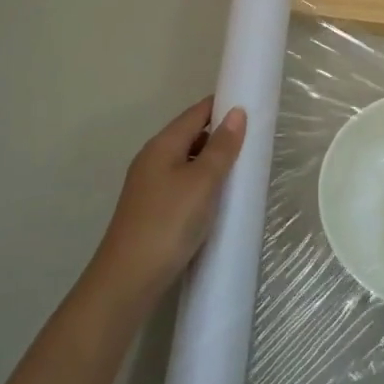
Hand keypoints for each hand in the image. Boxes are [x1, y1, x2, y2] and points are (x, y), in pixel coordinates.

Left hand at [86, 97, 246, 312]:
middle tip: (255, 138)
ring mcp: (150, 186)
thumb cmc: (169, 223)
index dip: (221, 105)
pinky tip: (220, 197)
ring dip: (212, 160)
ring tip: (243, 167)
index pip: (195, 113)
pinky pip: (184, 184)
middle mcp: (153, 160)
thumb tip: (236, 112)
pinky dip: (204, 182)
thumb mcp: (202, 182)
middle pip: (190, 135)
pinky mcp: (153, 210)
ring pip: (187, 161)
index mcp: (162, 145)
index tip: (251, 104)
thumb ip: (221, 147)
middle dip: (220, 133)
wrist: (128, 280)